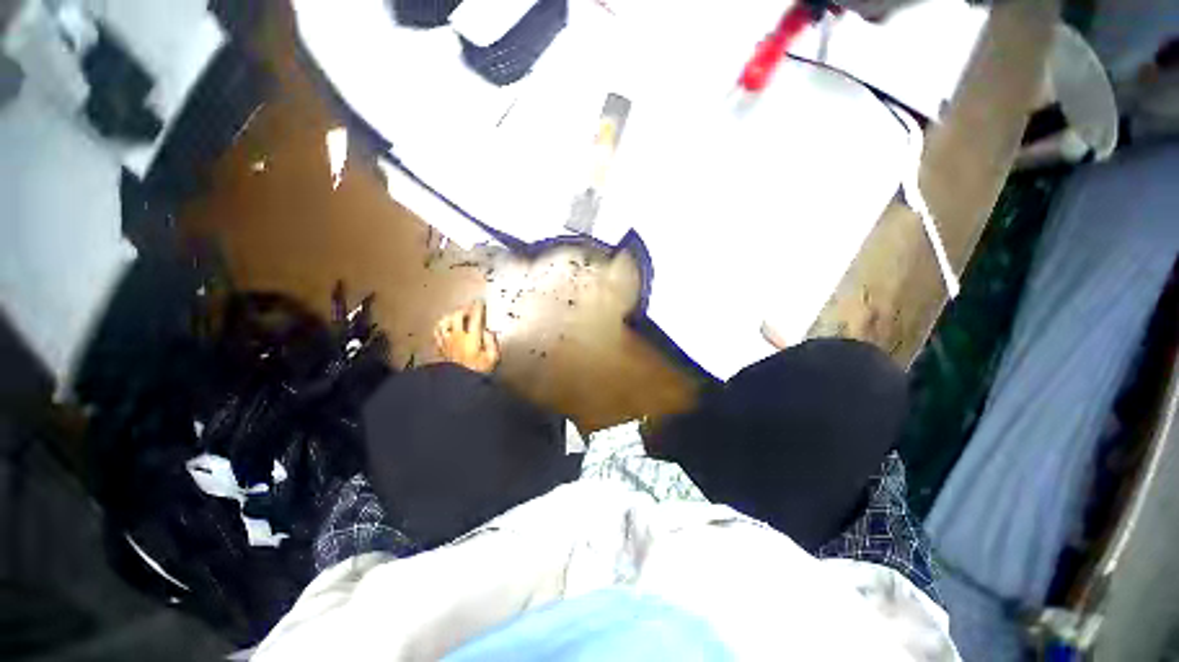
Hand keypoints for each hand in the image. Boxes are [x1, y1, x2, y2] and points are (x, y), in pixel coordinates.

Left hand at [434, 300, 499, 373]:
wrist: (458, 385)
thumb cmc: (478, 372)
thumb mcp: (493, 359)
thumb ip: (492, 343)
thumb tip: (487, 332)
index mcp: (471, 338)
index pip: (475, 317)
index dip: (478, 307)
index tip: (480, 302)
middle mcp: (457, 337)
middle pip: (457, 315)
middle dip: (464, 309)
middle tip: (470, 308)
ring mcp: (446, 342)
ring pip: (444, 321)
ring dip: (450, 316)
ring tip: (456, 315)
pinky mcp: (440, 348)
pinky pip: (437, 332)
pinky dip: (441, 326)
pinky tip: (445, 326)